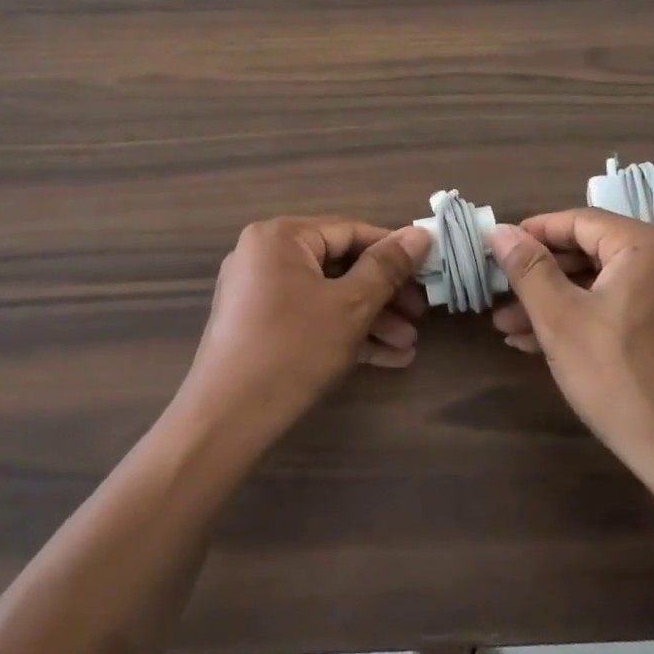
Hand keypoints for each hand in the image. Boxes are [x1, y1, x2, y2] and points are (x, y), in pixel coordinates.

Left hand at [173, 217, 432, 450]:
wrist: (226, 421)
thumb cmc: (293, 350)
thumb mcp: (350, 307)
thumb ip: (387, 268)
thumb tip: (419, 234)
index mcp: (281, 236)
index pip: (350, 231)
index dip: (393, 251)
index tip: (428, 270)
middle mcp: (264, 254)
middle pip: (338, 265)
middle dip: (383, 295)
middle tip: (420, 316)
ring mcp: (257, 291)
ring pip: (325, 295)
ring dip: (369, 319)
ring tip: (408, 346)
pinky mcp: (256, 325)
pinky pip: (307, 316)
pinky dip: (341, 332)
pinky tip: (384, 358)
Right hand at [488, 210, 653, 497]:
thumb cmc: (623, 378)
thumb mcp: (561, 320)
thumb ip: (528, 269)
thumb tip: (500, 231)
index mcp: (650, 246)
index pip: (578, 221)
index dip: (532, 235)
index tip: (496, 252)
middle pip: (593, 253)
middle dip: (541, 278)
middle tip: (500, 297)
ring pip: (608, 286)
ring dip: (559, 303)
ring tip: (512, 330)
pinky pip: (628, 308)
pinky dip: (590, 319)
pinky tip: (548, 344)